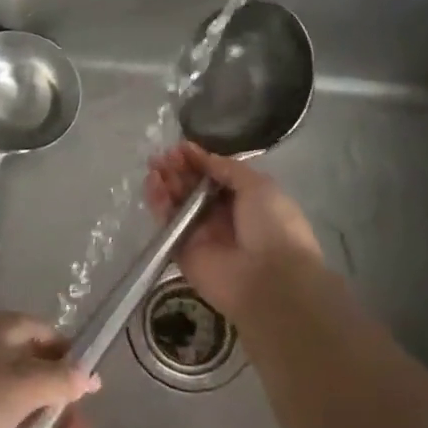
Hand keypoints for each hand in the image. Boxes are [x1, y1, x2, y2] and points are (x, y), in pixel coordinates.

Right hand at [144, 142, 325, 319]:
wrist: (270, 280)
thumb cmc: (273, 227)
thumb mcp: (259, 186)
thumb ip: (228, 169)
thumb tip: (203, 158)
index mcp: (245, 200)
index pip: (214, 175)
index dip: (198, 160)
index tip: (181, 147)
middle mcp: (221, 216)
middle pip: (192, 187)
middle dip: (178, 169)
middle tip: (164, 156)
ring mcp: (200, 234)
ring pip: (176, 203)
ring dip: (165, 183)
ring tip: (155, 167)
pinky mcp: (181, 251)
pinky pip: (167, 224)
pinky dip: (158, 204)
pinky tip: (154, 186)